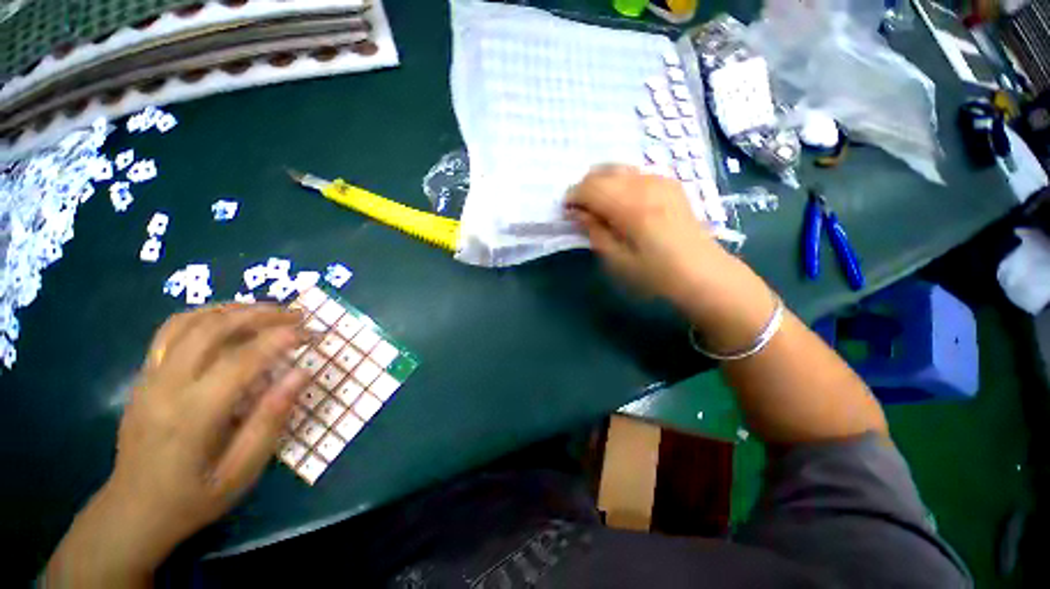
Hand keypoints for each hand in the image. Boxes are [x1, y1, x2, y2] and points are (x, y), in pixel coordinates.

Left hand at [48, 304, 310, 585]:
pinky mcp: (144, 376)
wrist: (132, 511)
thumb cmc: (194, 497)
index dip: (278, 340)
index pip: (240, 361)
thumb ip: (271, 420)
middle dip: (259, 314)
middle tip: (296, 314)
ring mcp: (149, 378)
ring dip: (233, 309)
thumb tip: (301, 374)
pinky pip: (171, 331)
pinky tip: (228, 319)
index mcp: (192, 416)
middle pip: (211, 330)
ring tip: (268, 310)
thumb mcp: (241, 472)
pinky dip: (205, 315)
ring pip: (188, 322)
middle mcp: (165, 388)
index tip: (309, 332)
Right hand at [568, 164, 778, 353]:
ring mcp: (660, 180)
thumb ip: (594, 231)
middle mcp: (645, 184)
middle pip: (602, 172)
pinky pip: (636, 173)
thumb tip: (577, 212)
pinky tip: (622, 201)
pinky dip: (620, 182)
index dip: (573, 197)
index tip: (566, 211)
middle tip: (581, 210)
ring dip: (602, 183)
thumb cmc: (654, 274)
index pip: (590, 187)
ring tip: (600, 205)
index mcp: (630, 206)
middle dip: (585, 188)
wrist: (702, 273)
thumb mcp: (616, 260)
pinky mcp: (670, 184)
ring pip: (619, 168)